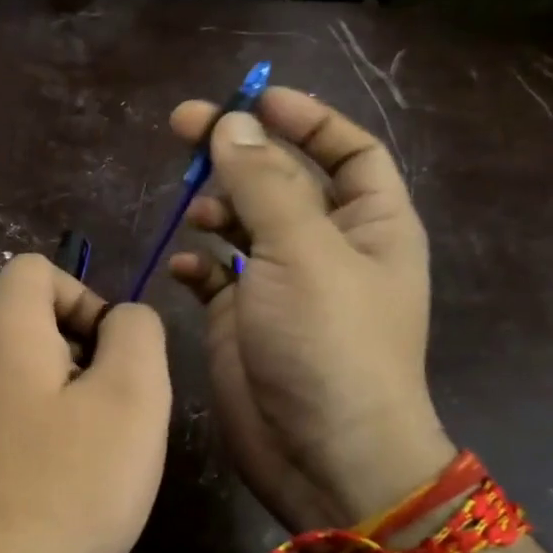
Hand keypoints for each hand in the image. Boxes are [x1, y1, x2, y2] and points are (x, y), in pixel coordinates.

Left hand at [0, 254, 171, 552]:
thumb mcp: (132, 399)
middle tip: (111, 409)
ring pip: (16, 370)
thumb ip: (136, 334)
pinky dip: (33, 426)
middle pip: (25, 320)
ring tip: (88, 450)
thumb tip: (122, 318)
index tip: (110, 352)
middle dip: (79, 350)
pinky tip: (53, 478)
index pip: (33, 269)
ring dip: (61, 393)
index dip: (83, 294)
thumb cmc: (67, 486)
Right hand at [167, 87, 453, 530]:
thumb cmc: (329, 344)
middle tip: (182, 128)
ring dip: (216, 208)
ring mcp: (282, 288)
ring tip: (192, 207)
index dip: (305, 119)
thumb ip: (264, 183)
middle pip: (282, 182)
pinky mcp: (243, 323)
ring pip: (244, 227)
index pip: (346, 152)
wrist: (320, 453)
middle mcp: (328, 249)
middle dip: (239, 154)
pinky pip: (215, 278)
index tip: (252, 98)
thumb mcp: (302, 251)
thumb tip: (231, 123)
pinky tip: (181, 267)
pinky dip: (197, 266)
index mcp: (370, 224)